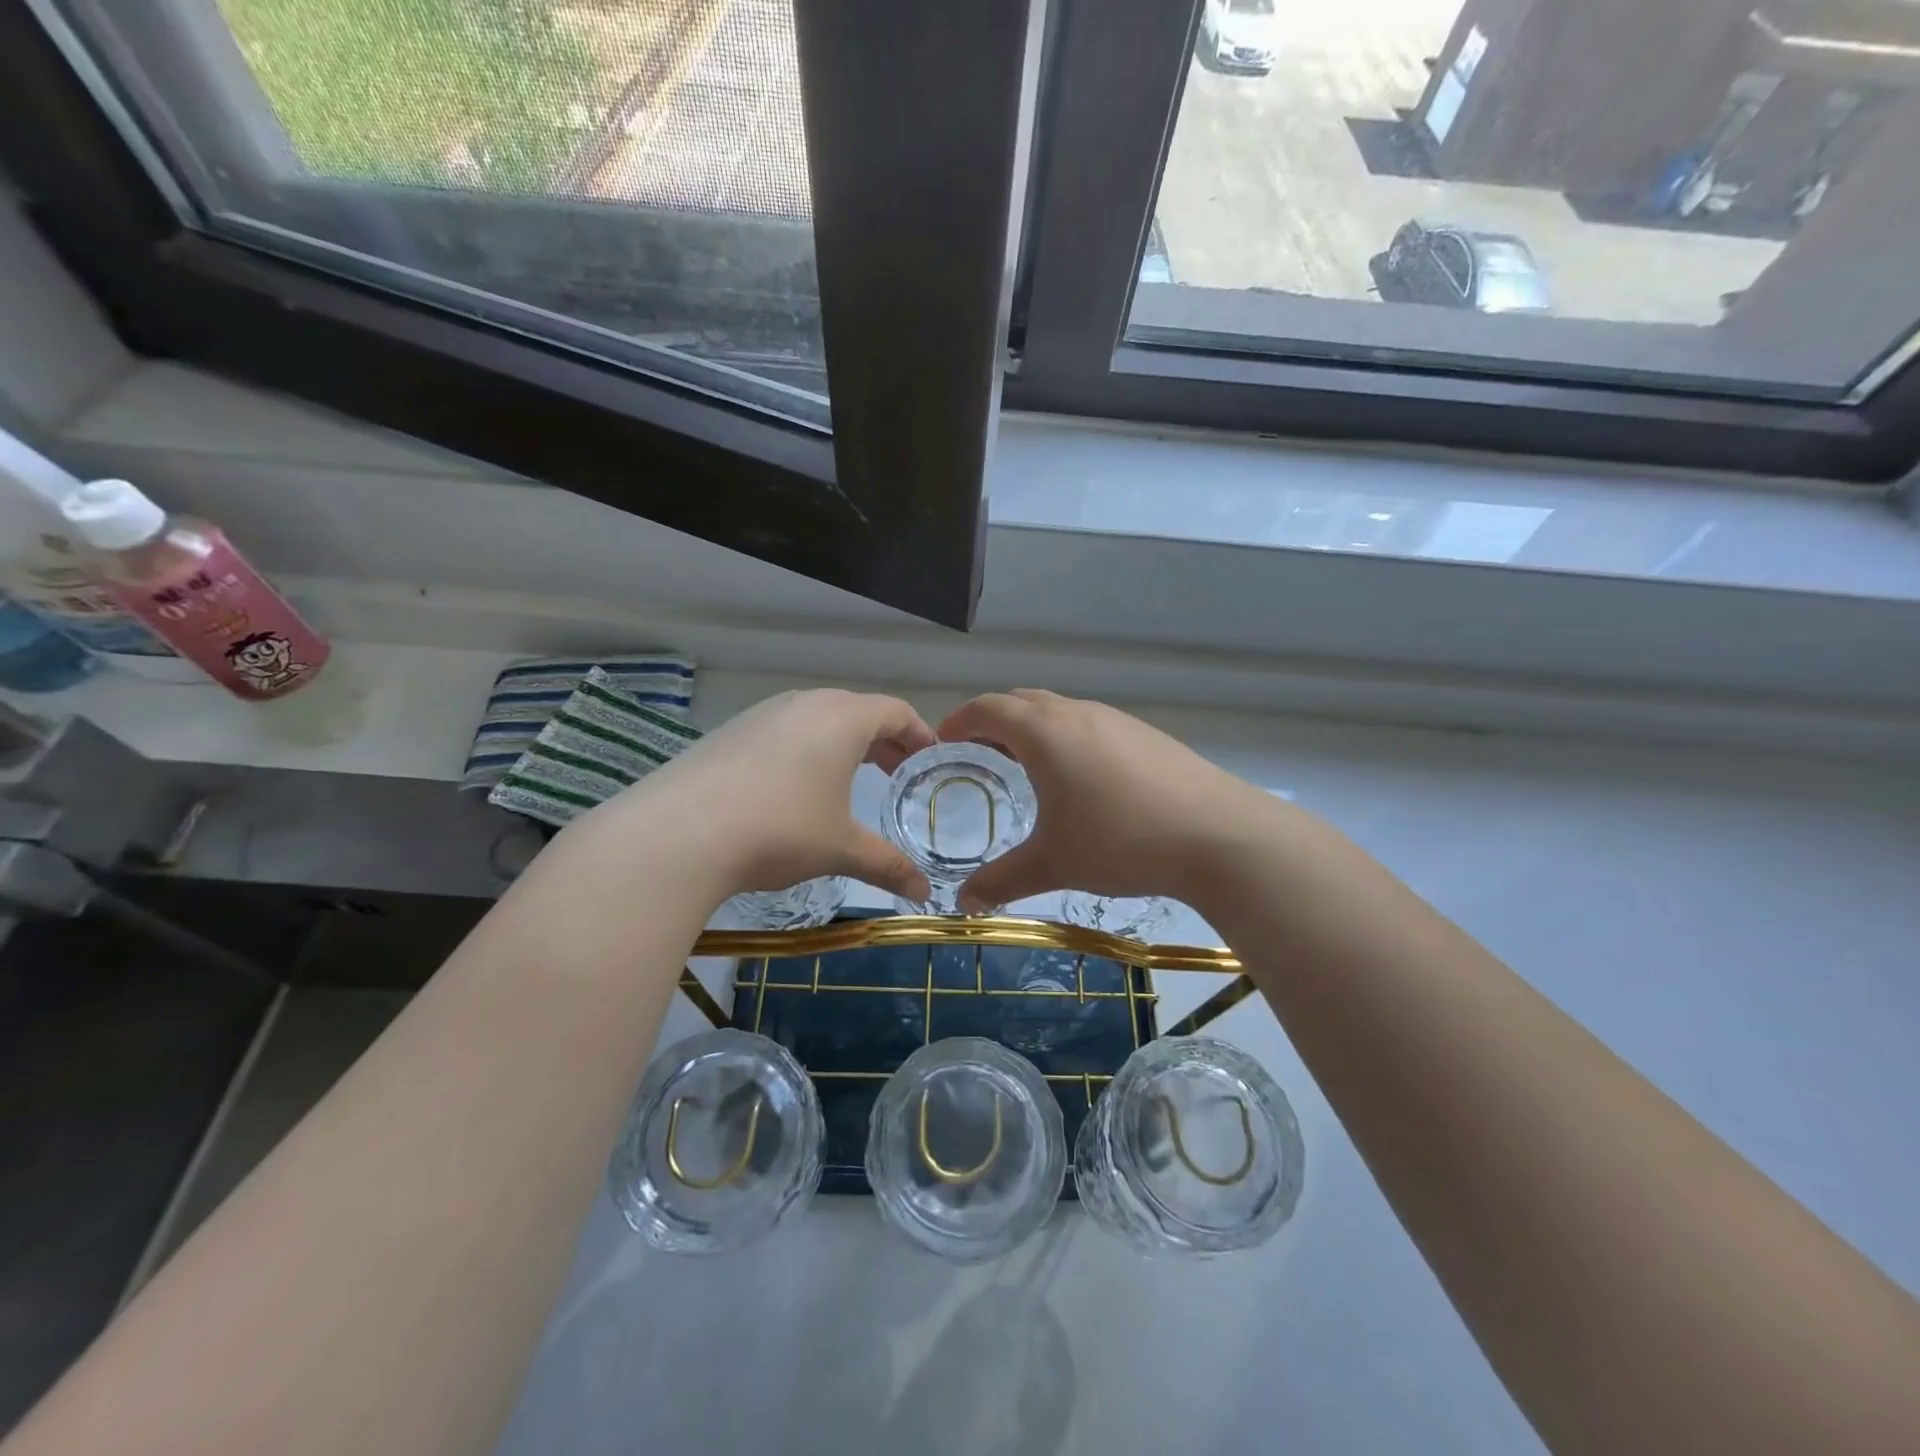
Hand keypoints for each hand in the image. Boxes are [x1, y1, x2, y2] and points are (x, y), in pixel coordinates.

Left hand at [578, 689, 936, 903]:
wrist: (678, 834)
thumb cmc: (780, 830)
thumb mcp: (840, 849)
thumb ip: (888, 865)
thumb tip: (924, 891)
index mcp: (842, 719)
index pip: (896, 712)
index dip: (919, 735)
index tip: (930, 759)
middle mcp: (804, 703)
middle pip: (857, 711)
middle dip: (883, 740)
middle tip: (896, 773)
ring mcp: (762, 714)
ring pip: (816, 719)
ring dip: (841, 744)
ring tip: (847, 779)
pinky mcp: (729, 732)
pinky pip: (782, 731)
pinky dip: (803, 750)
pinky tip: (792, 788)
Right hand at [936, 690, 1279, 912]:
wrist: (1219, 835)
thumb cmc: (1121, 842)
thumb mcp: (1053, 864)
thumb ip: (1002, 881)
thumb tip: (963, 904)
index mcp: (1044, 733)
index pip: (988, 709)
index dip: (959, 720)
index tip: (944, 740)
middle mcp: (1077, 714)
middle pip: (1022, 701)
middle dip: (993, 720)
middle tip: (978, 752)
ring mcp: (1116, 720)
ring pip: (1059, 710)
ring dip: (1032, 728)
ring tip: (1025, 765)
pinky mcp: (1146, 734)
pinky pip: (1090, 724)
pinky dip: (1066, 737)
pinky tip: (1081, 779)